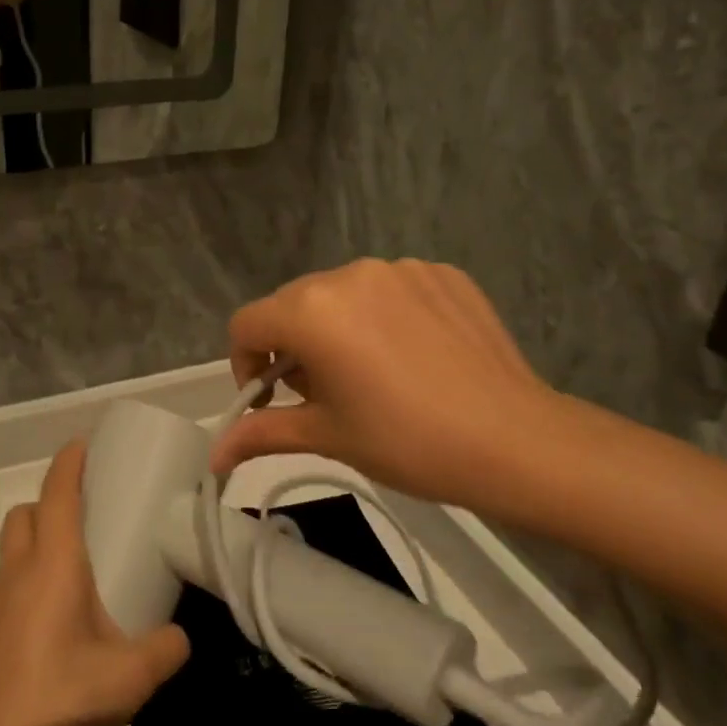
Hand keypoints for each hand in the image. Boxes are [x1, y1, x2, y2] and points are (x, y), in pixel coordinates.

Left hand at [0, 441, 190, 725]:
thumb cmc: (63, 707)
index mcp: (52, 569)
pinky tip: (25, 656)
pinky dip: (8, 612)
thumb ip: (166, 648)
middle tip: (78, 533)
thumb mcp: (132, 679)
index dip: (69, 463)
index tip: (80, 445)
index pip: (58, 494)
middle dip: (48, 509)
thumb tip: (179, 638)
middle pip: (24, 517)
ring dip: (29, 567)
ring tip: (57, 609)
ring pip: (5, 565)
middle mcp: (10, 577)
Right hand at [209, 259, 577, 522]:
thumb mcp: (327, 436)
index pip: (248, 323)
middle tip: (322, 394)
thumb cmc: (407, 442)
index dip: (246, 363)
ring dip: (337, 327)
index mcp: (312, 310)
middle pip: (293, 304)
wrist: (513, 441)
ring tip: (371, 374)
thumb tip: (213, 457)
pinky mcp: (443, 273)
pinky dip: (385, 315)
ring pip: (343, 294)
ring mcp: (401, 268)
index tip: (269, 399)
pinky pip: (391, 289)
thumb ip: (262, 433)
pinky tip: (412, 355)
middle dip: (292, 346)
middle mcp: (350, 273)